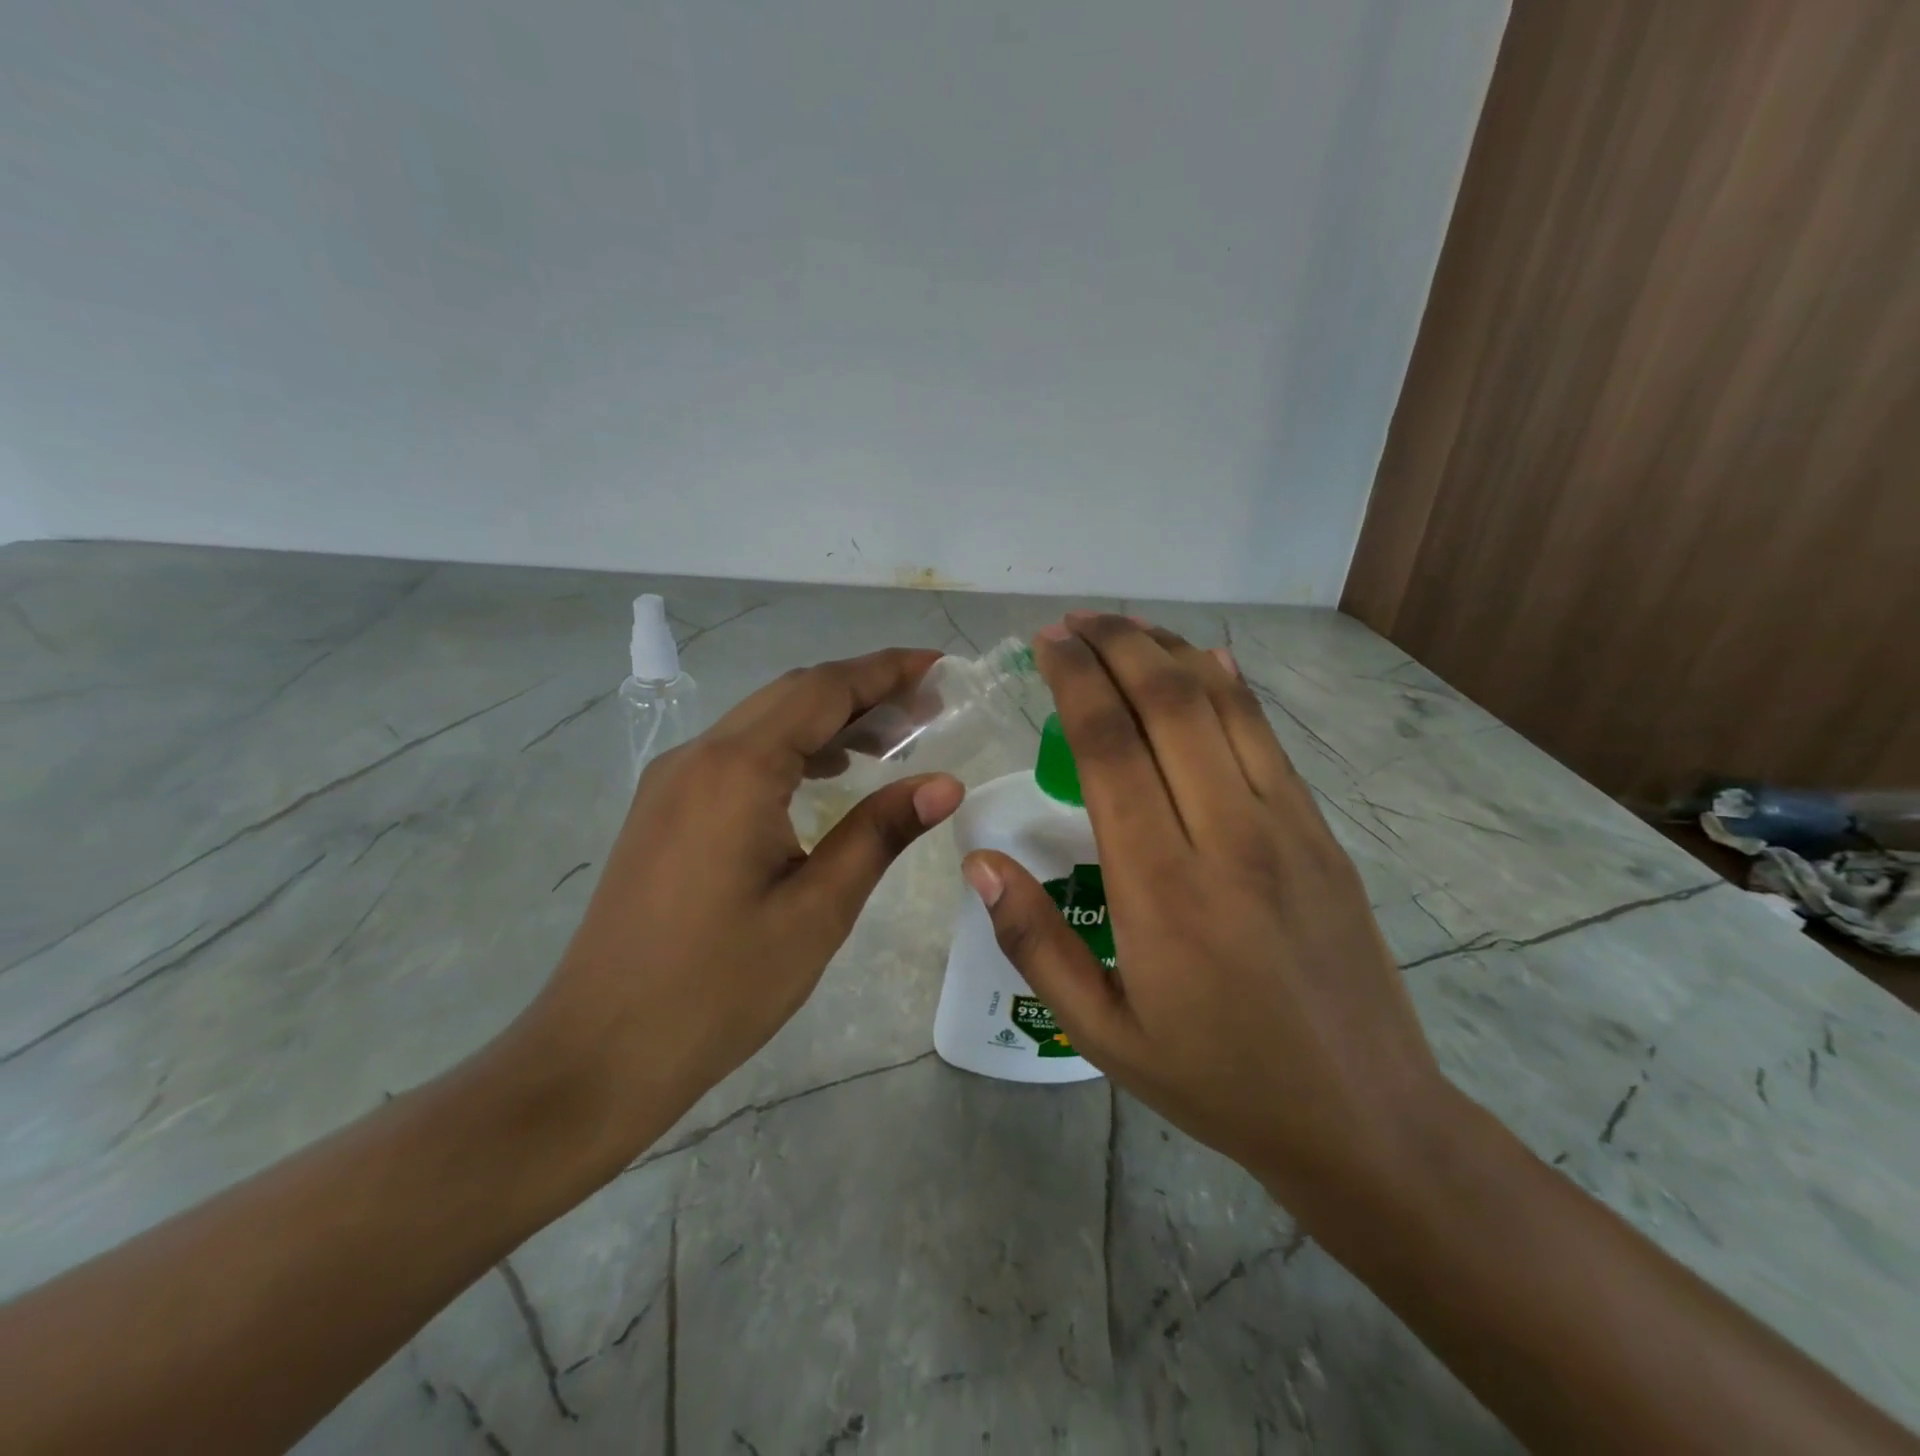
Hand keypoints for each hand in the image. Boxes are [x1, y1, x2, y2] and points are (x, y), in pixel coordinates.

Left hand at [522, 649, 963, 1167]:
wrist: (599, 1053)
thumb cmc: (718, 987)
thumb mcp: (817, 910)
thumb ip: (880, 832)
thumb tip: (945, 783)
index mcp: (737, 770)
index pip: (823, 690)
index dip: (886, 671)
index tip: (939, 666)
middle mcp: (698, 756)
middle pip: (793, 694)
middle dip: (863, 690)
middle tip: (928, 707)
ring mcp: (672, 782)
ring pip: (763, 722)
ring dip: (827, 720)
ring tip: (891, 740)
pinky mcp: (663, 810)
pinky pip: (738, 754)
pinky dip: (792, 749)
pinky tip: (827, 777)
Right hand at [959, 614, 1444, 1215]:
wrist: (1364, 1119)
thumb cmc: (1217, 1079)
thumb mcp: (1103, 1034)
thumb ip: (1035, 944)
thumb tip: (981, 863)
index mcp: (1161, 889)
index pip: (1109, 749)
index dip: (1074, 682)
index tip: (1045, 645)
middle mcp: (1227, 837)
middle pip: (1167, 704)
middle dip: (1115, 645)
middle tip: (1074, 621)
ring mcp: (1286, 828)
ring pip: (1223, 707)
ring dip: (1168, 653)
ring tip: (1124, 627)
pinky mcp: (1322, 833)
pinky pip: (1268, 739)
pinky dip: (1231, 687)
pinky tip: (1205, 661)